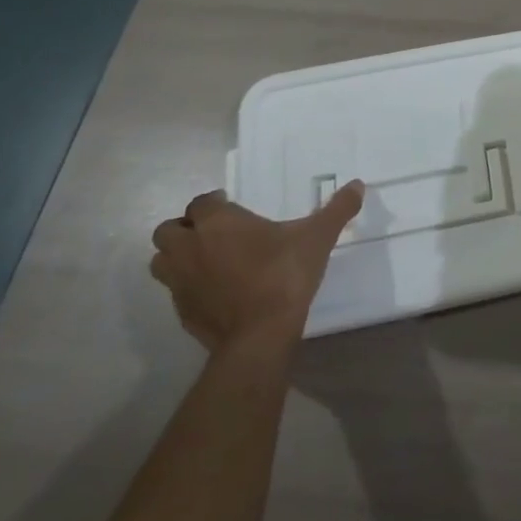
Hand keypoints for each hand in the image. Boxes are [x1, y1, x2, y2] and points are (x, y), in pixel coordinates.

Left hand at [150, 183, 363, 352]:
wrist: (259, 335)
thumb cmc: (284, 275)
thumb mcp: (317, 237)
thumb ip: (337, 209)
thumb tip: (358, 185)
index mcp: (218, 223)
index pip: (200, 202)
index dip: (214, 203)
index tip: (233, 207)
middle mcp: (190, 248)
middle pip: (168, 230)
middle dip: (185, 228)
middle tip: (215, 232)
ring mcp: (180, 283)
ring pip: (162, 261)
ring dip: (177, 257)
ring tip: (207, 259)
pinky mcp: (181, 312)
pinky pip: (175, 291)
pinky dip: (189, 286)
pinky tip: (216, 290)